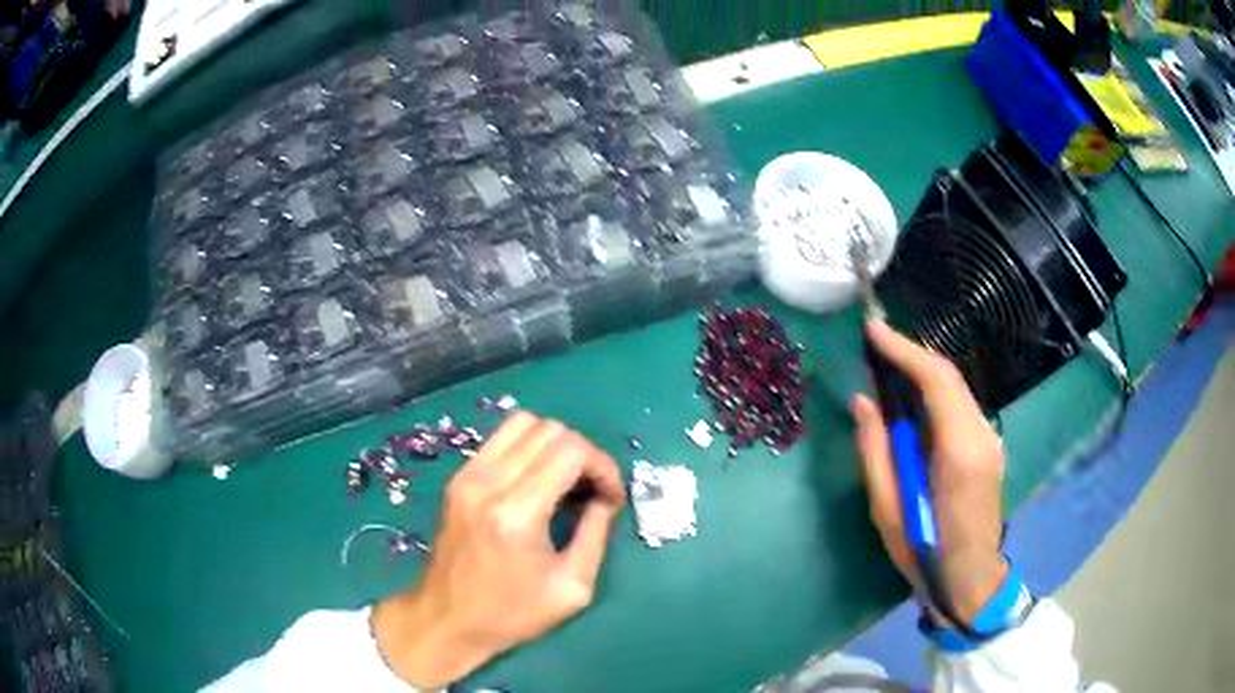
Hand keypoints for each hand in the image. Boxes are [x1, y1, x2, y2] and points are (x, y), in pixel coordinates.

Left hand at [372, 412, 625, 688]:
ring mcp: (467, 476)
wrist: (447, 619)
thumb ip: (596, 534)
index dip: (603, 466)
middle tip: (593, 490)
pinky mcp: (457, 478)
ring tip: (566, 480)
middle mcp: (488, 483)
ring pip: (524, 422)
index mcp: (517, 514)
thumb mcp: (572, 588)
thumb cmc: (512, 613)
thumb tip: (605, 498)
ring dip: (556, 444)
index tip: (612, 498)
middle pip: (550, 430)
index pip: (571, 451)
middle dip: (584, 454)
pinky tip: (536, 480)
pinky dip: (529, 447)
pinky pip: (501, 438)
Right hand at [852, 320, 1007, 625]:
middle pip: (949, 377)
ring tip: (888, 369)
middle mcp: (982, 435)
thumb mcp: (887, 510)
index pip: (936, 381)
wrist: (971, 579)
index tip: (873, 331)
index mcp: (959, 452)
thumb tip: (864, 403)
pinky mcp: (990, 446)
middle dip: (912, 354)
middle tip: (876, 344)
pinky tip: (914, 402)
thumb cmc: (924, 552)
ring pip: (956, 389)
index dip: (904, 350)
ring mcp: (991, 439)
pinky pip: (960, 406)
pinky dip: (935, 394)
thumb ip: (875, 452)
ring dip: (923, 373)